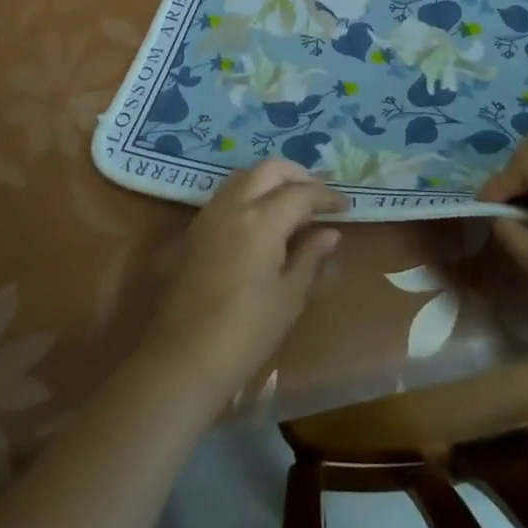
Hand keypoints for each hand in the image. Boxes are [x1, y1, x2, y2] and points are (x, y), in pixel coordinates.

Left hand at [139, 159, 345, 404]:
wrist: (183, 359)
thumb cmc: (246, 333)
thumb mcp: (288, 297)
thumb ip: (310, 257)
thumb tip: (330, 232)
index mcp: (262, 220)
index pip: (302, 193)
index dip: (327, 196)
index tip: (345, 206)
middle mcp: (234, 205)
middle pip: (270, 169)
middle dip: (298, 175)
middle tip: (318, 196)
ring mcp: (210, 213)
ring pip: (245, 175)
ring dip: (271, 179)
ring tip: (292, 201)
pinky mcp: (195, 228)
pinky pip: (227, 193)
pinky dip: (250, 192)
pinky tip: (262, 217)